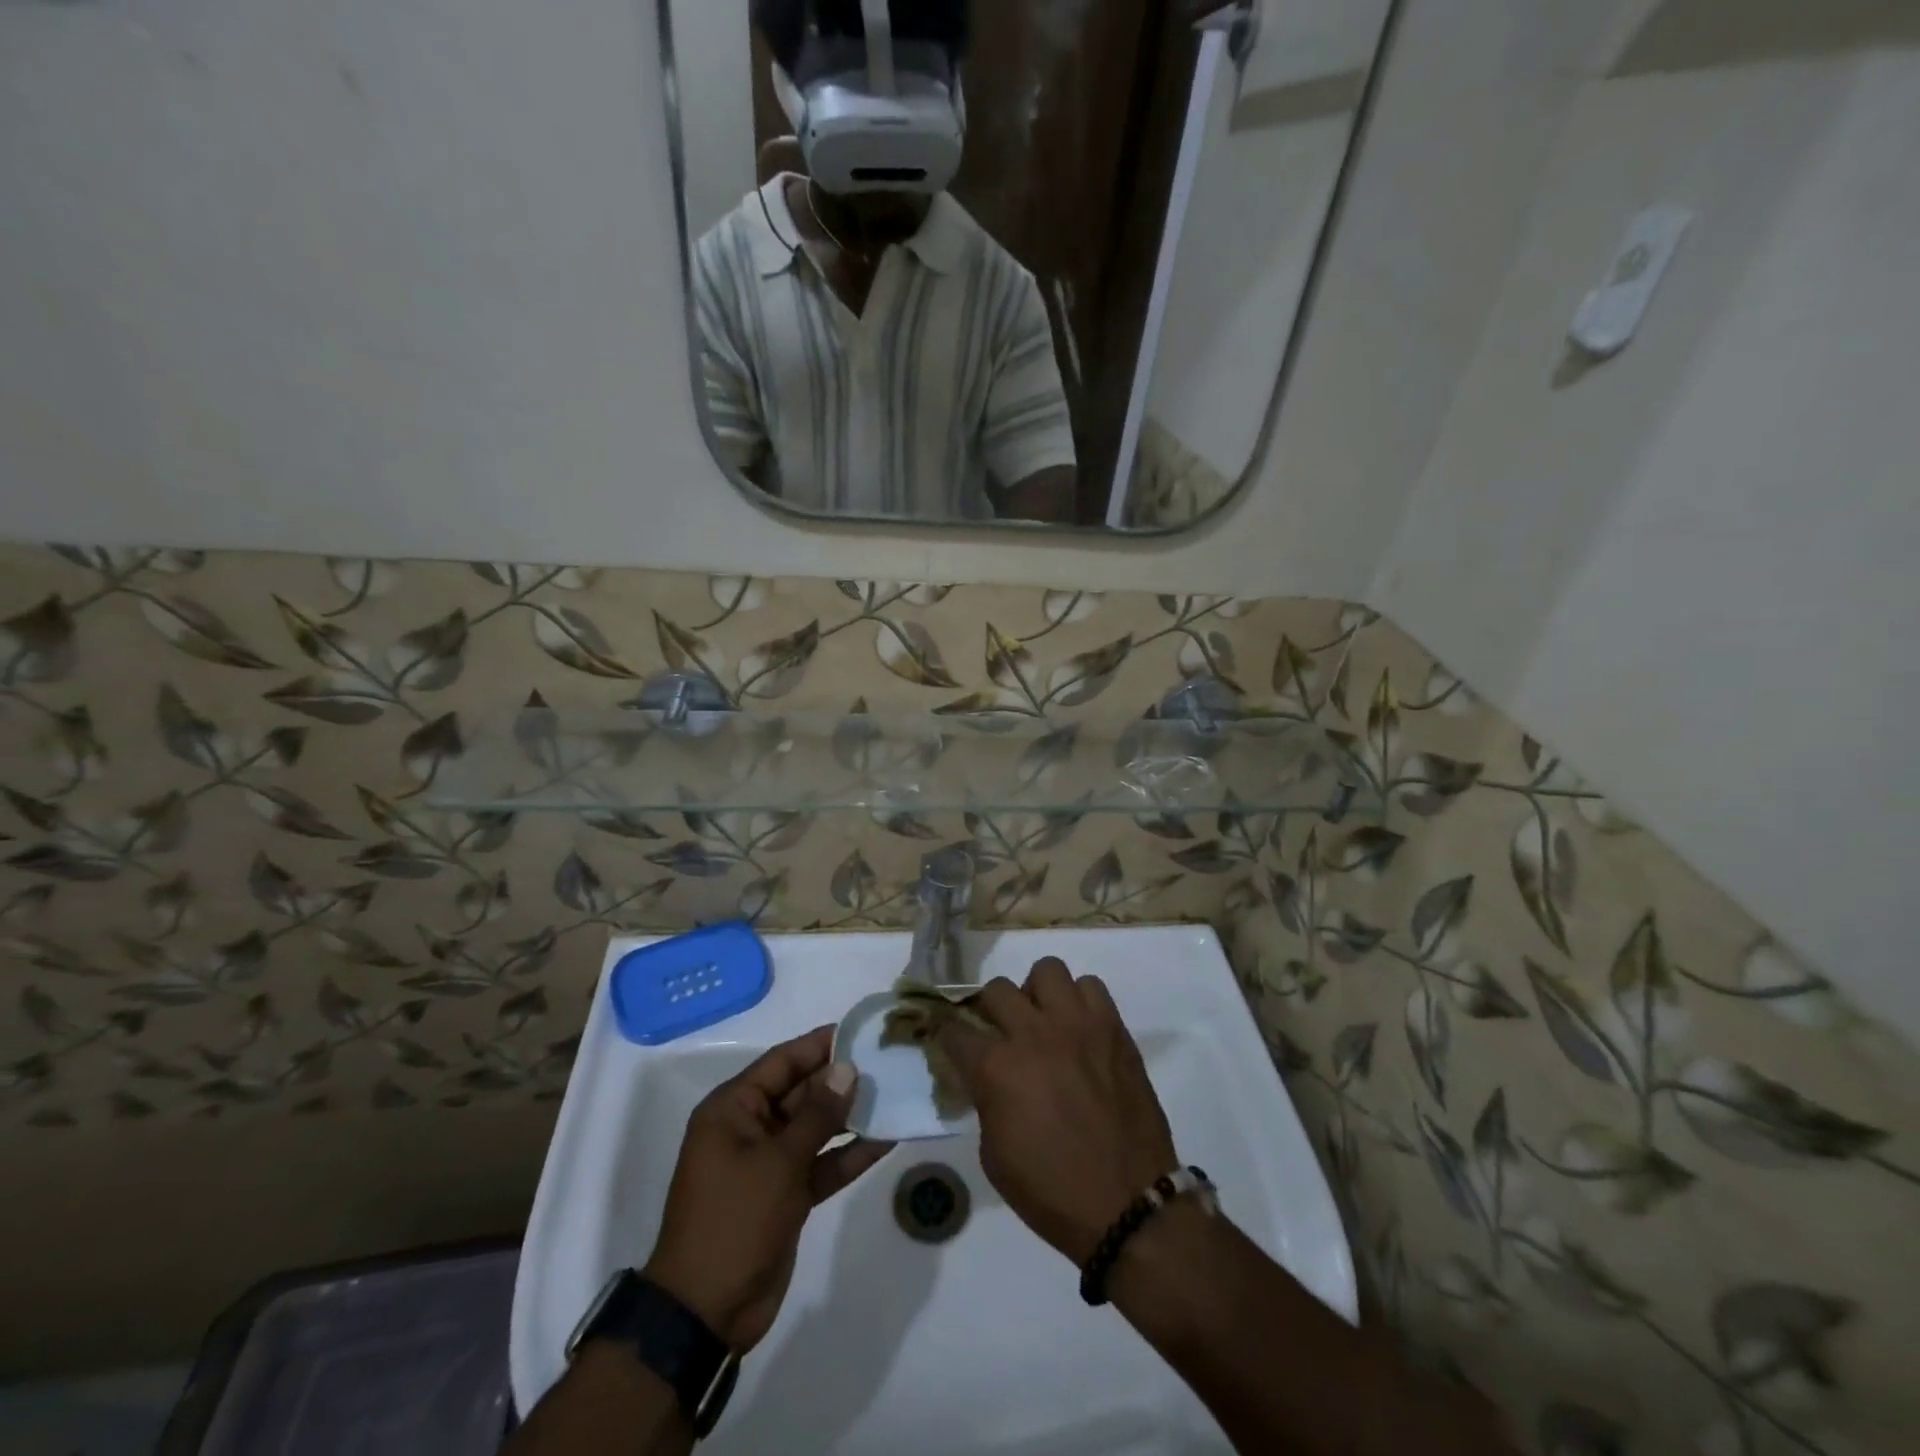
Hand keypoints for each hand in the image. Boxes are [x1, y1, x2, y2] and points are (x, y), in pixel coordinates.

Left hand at [644, 1027, 893, 1353]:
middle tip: (888, 1062)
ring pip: (816, 1127)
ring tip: (895, 1094)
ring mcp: (769, 1163)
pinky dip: (849, 1154)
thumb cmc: (734, 1220)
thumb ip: (817, 1114)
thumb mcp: (778, 1161)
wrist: (706, 1313)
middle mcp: (750, 1128)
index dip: (820, 1045)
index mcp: (733, 1109)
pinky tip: (886, 1139)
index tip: (860, 1031)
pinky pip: (821, 1163)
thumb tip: (847, 1068)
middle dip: (842, 1080)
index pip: (782, 1062)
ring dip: (850, 1116)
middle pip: (802, 1092)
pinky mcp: (786, 1195)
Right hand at [940, 958, 1178, 1264]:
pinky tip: (1080, 1030)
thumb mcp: (995, 1155)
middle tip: (1001, 1033)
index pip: (955, 1030)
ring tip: (1045, 1022)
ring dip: (1038, 994)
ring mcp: (1077, 1025)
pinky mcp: (1113, 1027)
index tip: (952, 1042)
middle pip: (996, 989)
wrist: (1128, 1205)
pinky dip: (1080, 1001)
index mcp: (997, 1068)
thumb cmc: (1052, 1191)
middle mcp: (1033, 1034)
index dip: (948, 1036)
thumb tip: (986, 1077)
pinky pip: (1091, 986)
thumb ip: (985, 1100)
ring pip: (1047, 970)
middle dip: (990, 1009)